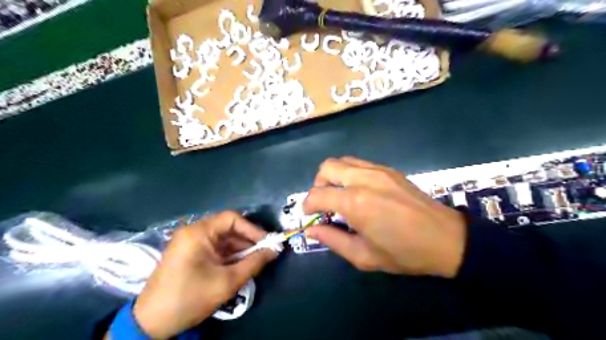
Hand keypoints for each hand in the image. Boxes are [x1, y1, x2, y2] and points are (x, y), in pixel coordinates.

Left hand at [134, 212, 276, 338]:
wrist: (151, 323)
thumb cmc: (190, 298)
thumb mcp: (227, 281)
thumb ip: (254, 263)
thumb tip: (274, 250)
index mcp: (199, 232)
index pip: (232, 218)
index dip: (252, 229)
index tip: (267, 243)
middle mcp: (193, 231)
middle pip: (227, 228)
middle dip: (247, 240)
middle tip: (264, 254)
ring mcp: (189, 242)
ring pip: (222, 239)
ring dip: (239, 249)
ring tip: (254, 262)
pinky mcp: (189, 253)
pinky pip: (214, 248)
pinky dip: (228, 255)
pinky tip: (239, 266)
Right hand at [305, 158, 464, 277]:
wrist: (447, 239)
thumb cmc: (404, 253)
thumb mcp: (364, 256)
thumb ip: (332, 240)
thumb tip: (311, 230)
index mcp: (355, 202)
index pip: (317, 195)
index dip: (307, 206)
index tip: (309, 216)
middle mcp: (364, 179)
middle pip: (327, 167)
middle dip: (317, 185)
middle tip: (323, 203)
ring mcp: (378, 170)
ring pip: (342, 161)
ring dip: (333, 177)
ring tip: (339, 196)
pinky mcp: (389, 170)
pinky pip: (359, 163)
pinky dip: (349, 174)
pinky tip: (358, 191)